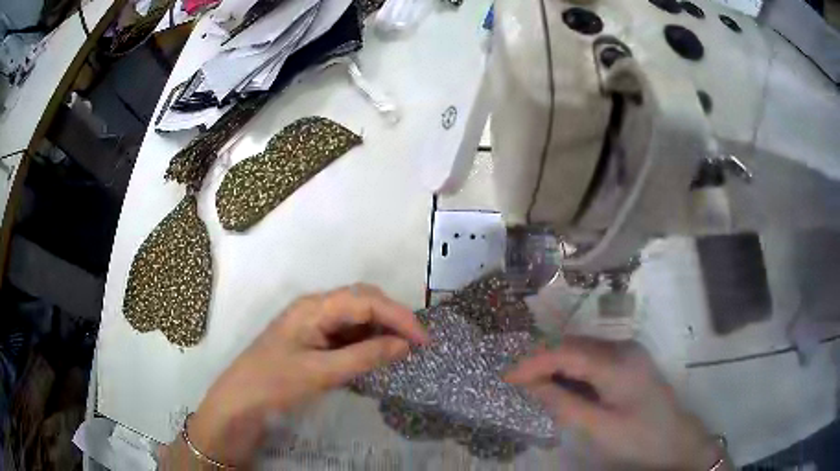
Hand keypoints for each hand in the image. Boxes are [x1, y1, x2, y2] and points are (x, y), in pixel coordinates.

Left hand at [171, 285, 428, 467]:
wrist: (240, 400)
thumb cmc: (275, 383)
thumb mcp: (322, 372)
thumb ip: (364, 356)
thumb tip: (404, 345)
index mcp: (314, 307)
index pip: (366, 301)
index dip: (399, 317)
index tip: (424, 340)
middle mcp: (315, 307)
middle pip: (363, 300)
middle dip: (393, 317)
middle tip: (416, 342)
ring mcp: (312, 321)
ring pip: (356, 315)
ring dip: (381, 328)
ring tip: (402, 348)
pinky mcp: (312, 337)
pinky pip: (346, 331)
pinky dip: (366, 340)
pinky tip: (376, 353)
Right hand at [505, 337, 727, 470]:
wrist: (676, 442)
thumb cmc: (638, 439)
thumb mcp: (598, 427)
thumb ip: (564, 404)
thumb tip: (532, 385)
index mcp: (618, 363)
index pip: (566, 352)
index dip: (533, 362)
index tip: (506, 377)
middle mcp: (624, 347)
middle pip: (574, 345)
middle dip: (543, 360)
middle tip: (517, 381)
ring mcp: (630, 352)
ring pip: (583, 349)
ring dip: (557, 365)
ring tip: (535, 385)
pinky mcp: (631, 361)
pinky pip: (595, 358)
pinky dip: (574, 370)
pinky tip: (565, 386)